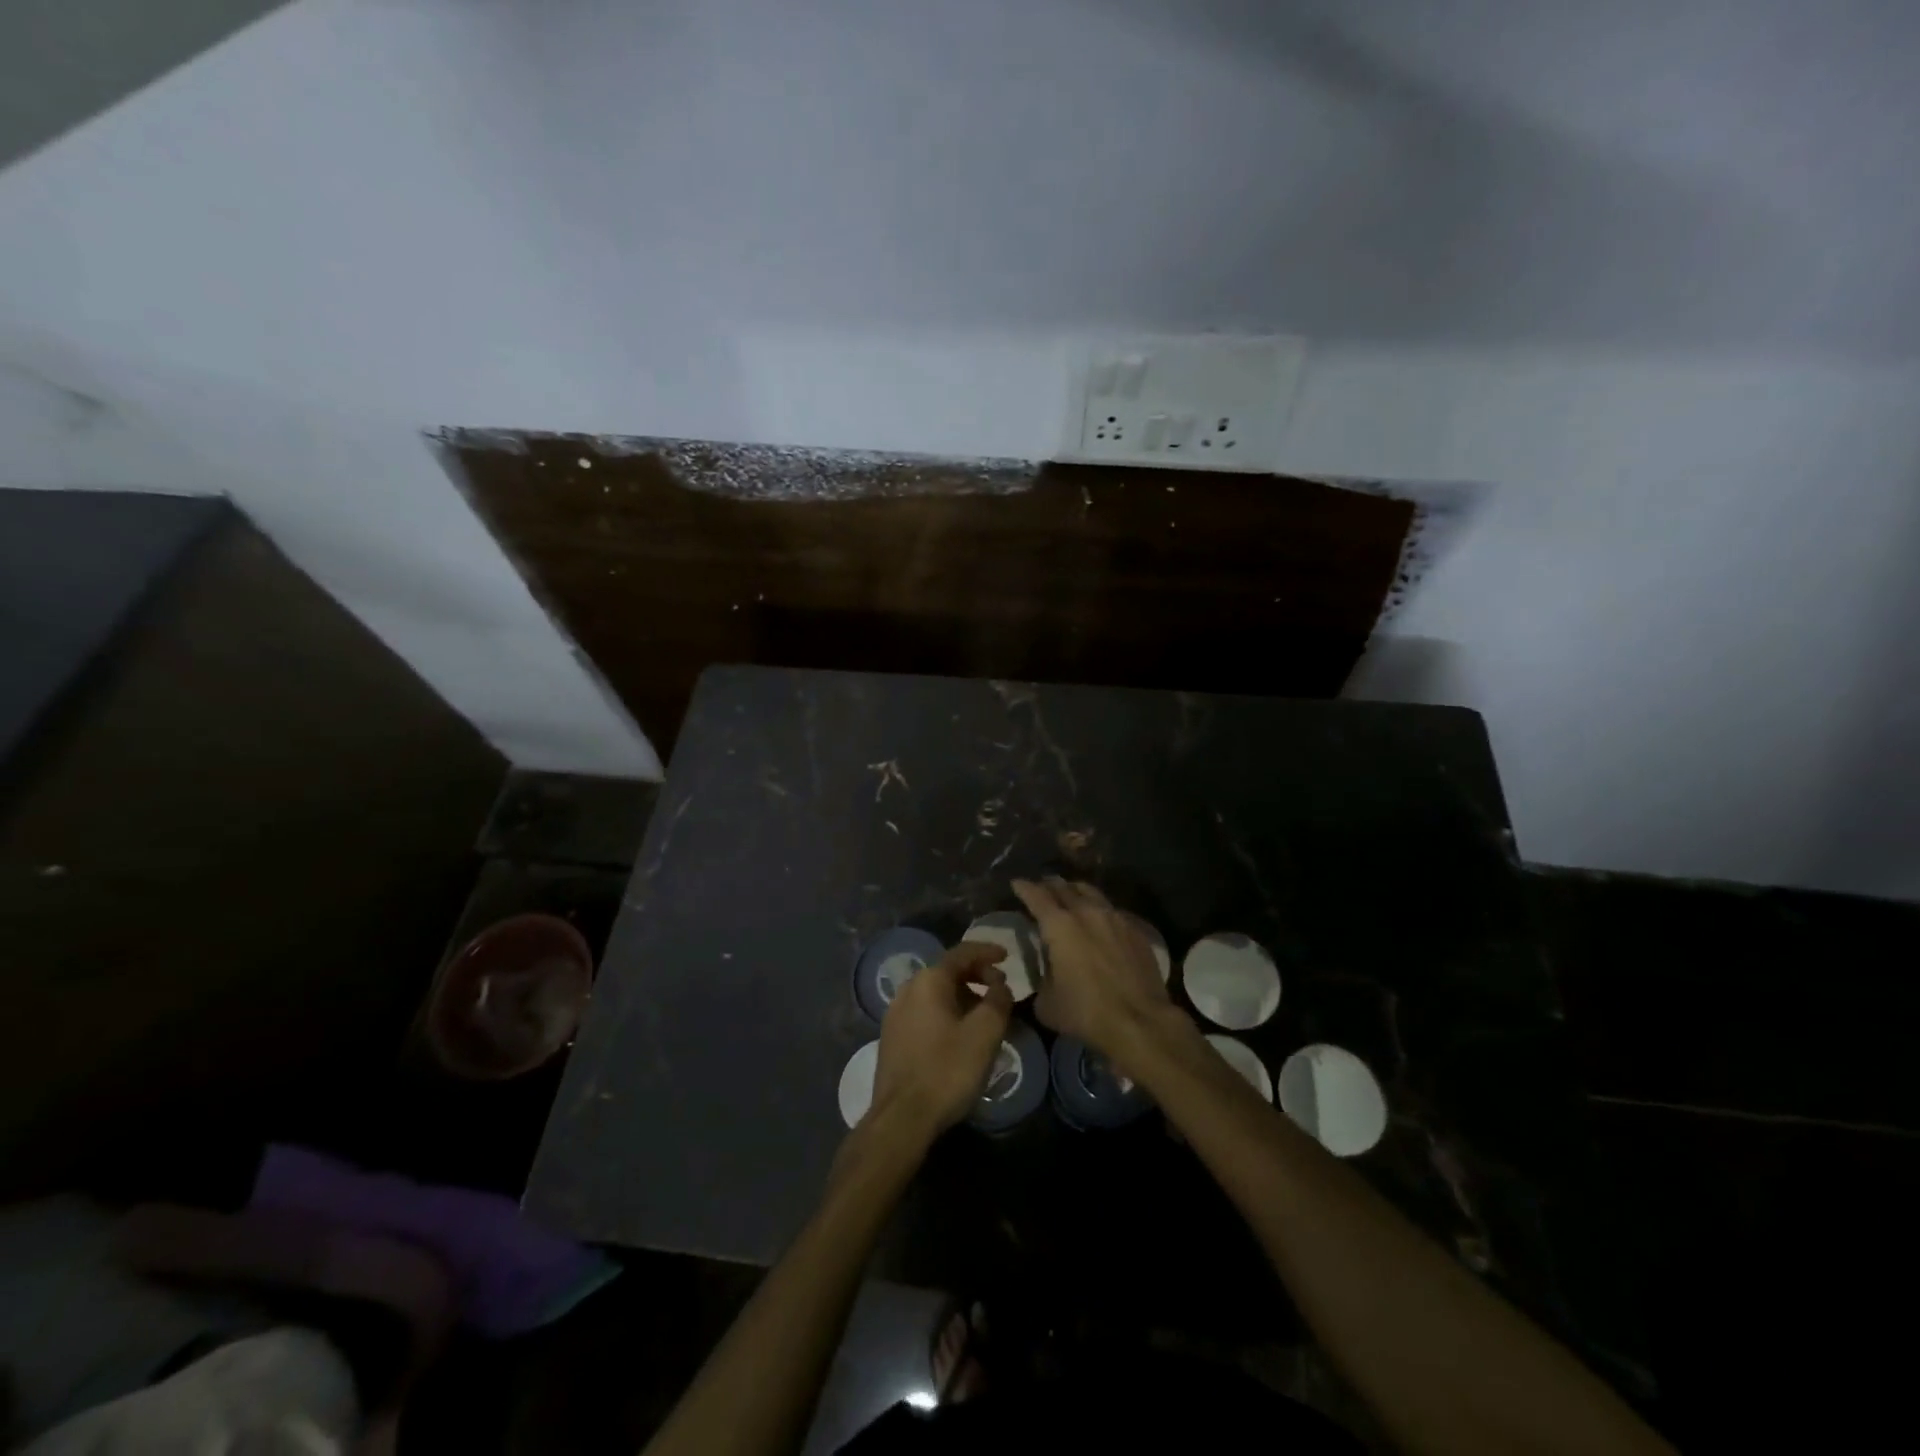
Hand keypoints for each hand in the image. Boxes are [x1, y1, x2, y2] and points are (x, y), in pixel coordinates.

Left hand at [871, 942, 1014, 1137]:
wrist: (901, 1118)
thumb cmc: (947, 1070)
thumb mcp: (984, 1034)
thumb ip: (998, 1002)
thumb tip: (1000, 986)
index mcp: (929, 981)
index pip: (962, 953)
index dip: (987, 951)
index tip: (1007, 956)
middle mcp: (908, 989)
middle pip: (947, 971)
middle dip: (976, 975)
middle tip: (999, 989)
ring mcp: (895, 1014)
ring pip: (935, 993)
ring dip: (962, 995)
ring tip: (984, 1014)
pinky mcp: (892, 1037)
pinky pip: (925, 1011)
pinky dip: (947, 1012)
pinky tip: (960, 1034)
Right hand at [1013, 877, 1172, 1057]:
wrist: (1140, 1021)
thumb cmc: (1085, 1012)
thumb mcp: (1046, 1003)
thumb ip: (1041, 978)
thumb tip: (1046, 971)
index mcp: (1058, 925)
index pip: (1036, 895)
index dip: (1024, 887)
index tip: (1017, 883)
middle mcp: (1086, 912)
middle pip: (1063, 887)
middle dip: (1049, 885)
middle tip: (1041, 887)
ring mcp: (1114, 917)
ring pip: (1091, 892)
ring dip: (1075, 891)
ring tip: (1070, 894)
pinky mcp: (1136, 929)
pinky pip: (1112, 910)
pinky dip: (1099, 909)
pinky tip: (1099, 919)